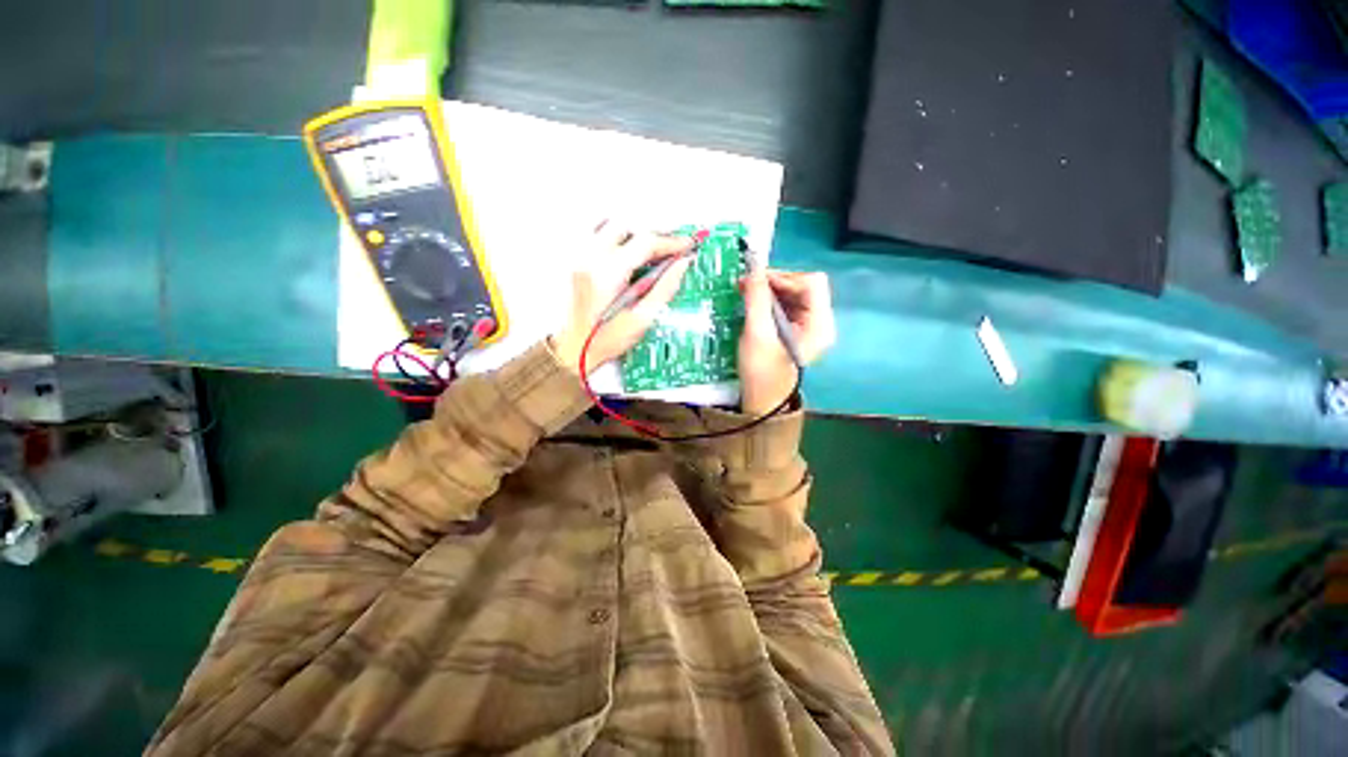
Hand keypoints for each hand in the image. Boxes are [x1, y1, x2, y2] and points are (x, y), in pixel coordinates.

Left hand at [551, 222, 693, 373]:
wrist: (571, 349)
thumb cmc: (603, 341)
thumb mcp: (641, 320)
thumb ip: (664, 289)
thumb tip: (682, 266)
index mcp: (606, 274)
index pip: (645, 242)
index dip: (671, 241)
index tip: (687, 245)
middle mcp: (588, 258)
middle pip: (626, 226)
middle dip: (652, 235)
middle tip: (669, 250)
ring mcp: (577, 256)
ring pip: (608, 224)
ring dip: (631, 233)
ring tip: (646, 251)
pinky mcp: (572, 260)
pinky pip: (593, 234)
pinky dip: (613, 237)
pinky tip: (623, 253)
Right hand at [739, 270, 835, 414]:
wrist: (761, 400)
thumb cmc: (761, 371)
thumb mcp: (757, 333)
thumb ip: (757, 298)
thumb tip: (753, 268)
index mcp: (819, 324)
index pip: (812, 283)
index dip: (785, 277)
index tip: (757, 281)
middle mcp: (820, 322)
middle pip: (804, 285)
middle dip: (775, 282)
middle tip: (747, 284)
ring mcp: (810, 326)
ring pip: (794, 292)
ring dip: (770, 289)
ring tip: (746, 292)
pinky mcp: (797, 329)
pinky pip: (787, 304)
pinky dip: (770, 299)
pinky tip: (754, 303)